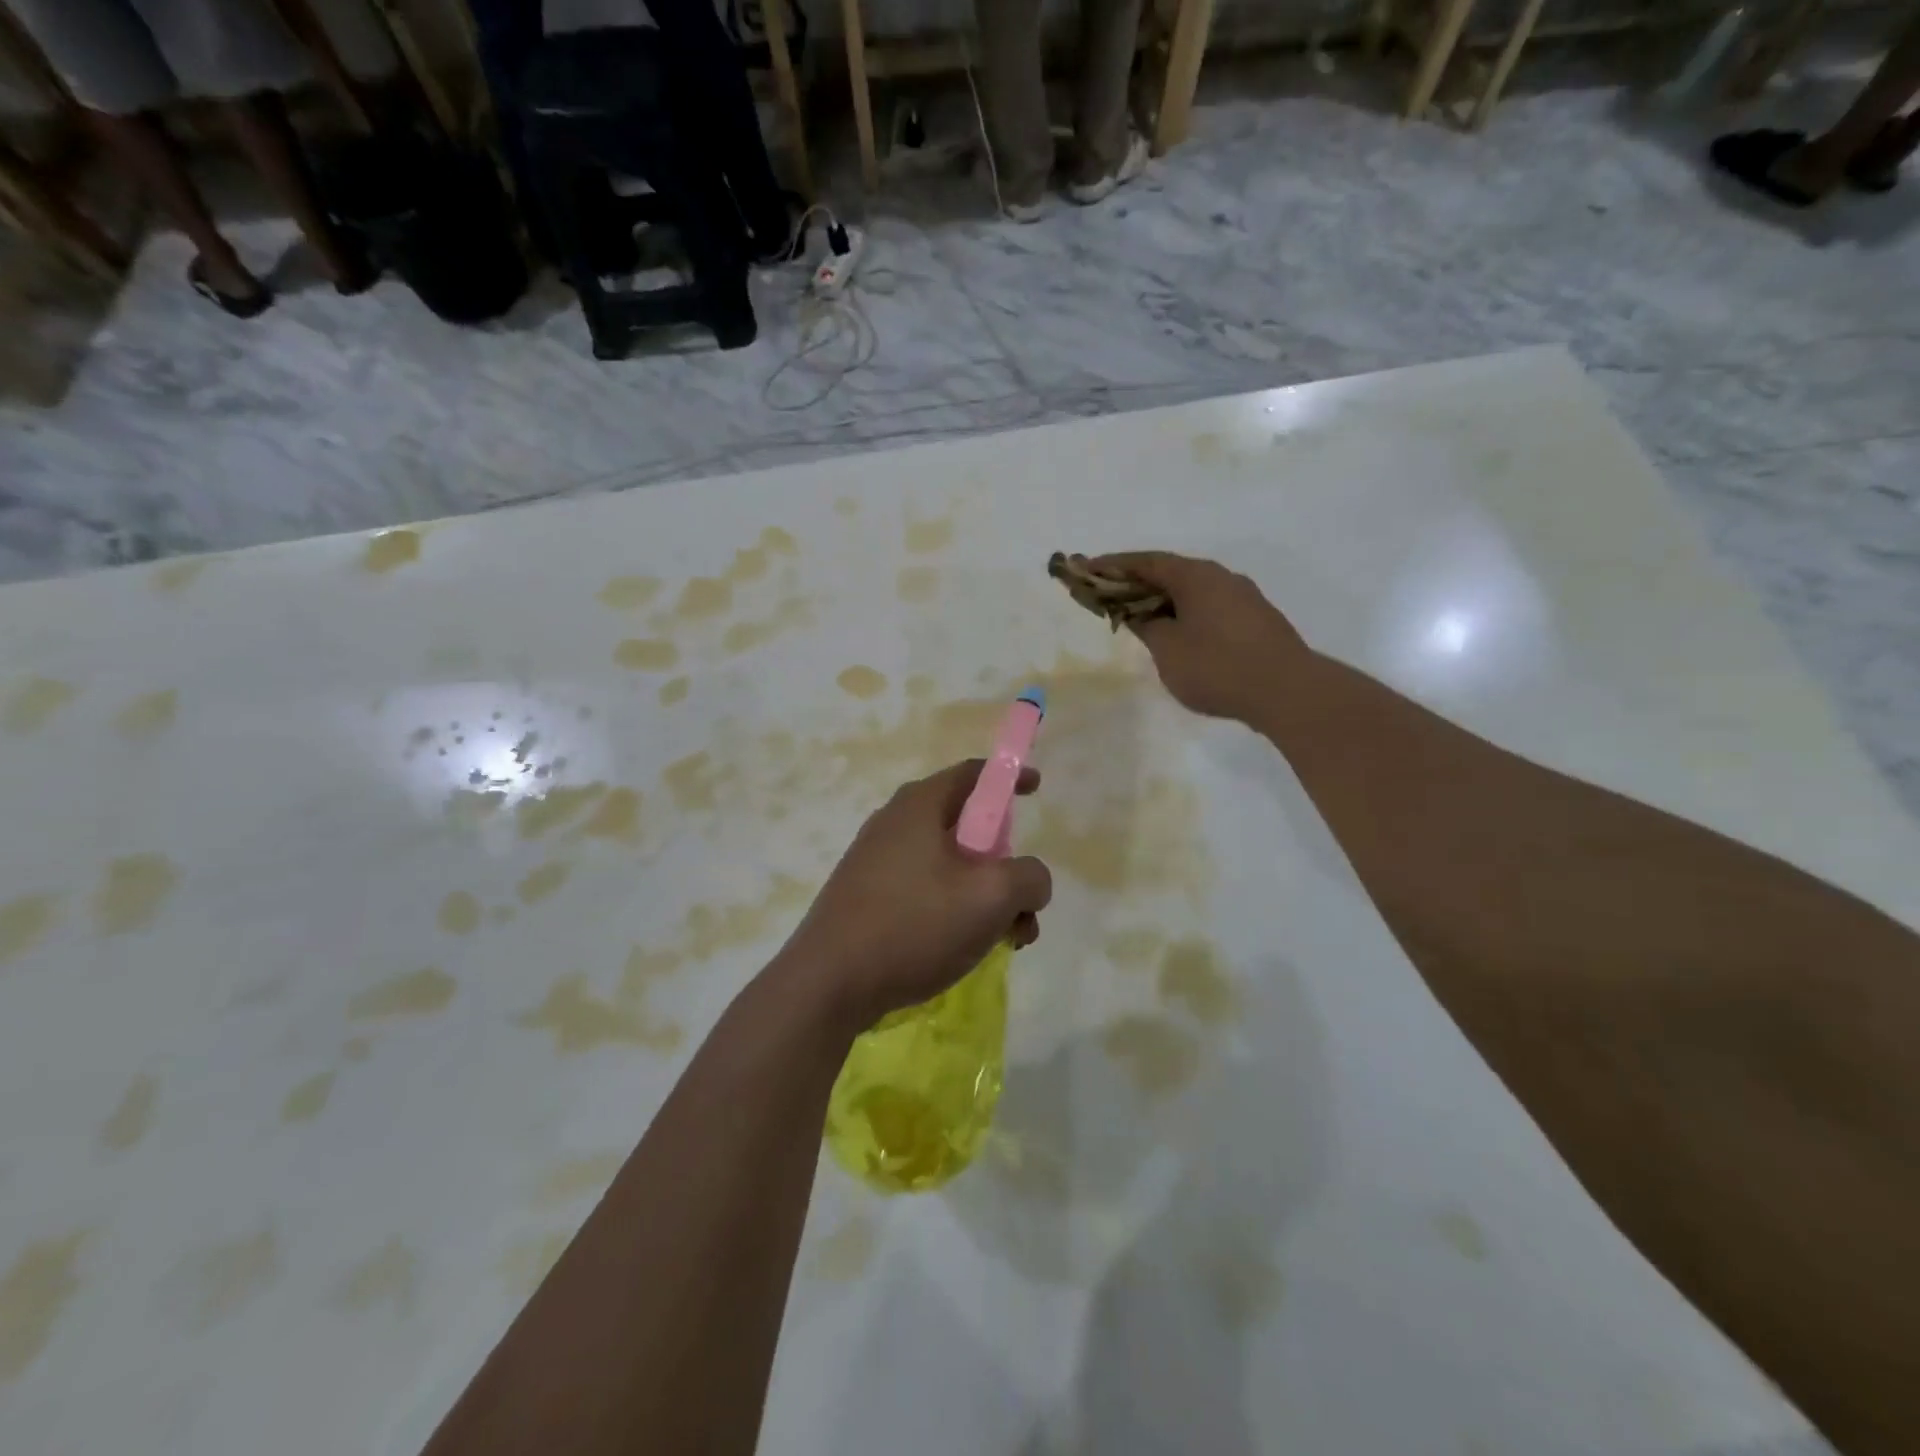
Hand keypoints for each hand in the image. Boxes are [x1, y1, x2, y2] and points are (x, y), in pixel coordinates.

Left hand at [777, 761, 1052, 1032]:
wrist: (828, 984)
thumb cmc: (914, 926)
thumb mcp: (992, 897)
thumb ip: (1029, 878)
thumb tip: (1030, 881)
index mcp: (920, 806)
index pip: (974, 774)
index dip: (1009, 778)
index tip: (1036, 789)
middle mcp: (894, 823)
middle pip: (966, 826)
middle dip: (1005, 863)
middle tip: (1025, 900)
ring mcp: (875, 861)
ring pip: (948, 866)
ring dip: (985, 896)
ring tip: (1007, 939)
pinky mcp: (865, 897)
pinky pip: (924, 890)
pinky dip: (955, 910)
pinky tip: (966, 949)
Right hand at [1093, 552, 1309, 724]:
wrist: (1287, 691)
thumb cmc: (1217, 666)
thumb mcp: (1168, 649)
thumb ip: (1148, 626)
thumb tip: (1142, 614)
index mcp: (1196, 576)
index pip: (1146, 562)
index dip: (1113, 565)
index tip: (1087, 568)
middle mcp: (1221, 578)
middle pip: (1170, 573)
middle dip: (1137, 583)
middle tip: (1109, 595)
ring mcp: (1243, 598)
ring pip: (1192, 592)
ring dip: (1163, 600)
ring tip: (1140, 618)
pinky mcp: (1255, 621)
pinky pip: (1209, 608)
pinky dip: (1185, 614)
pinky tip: (1178, 636)